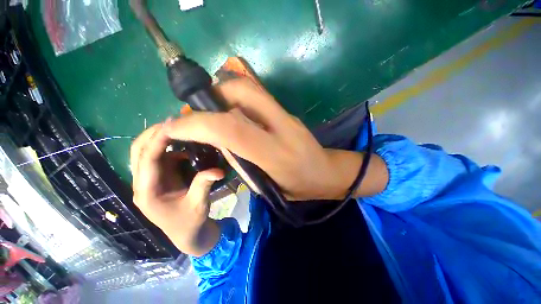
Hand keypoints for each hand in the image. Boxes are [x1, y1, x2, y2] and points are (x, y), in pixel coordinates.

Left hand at [130, 124, 222, 256]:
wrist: (188, 233)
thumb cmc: (190, 222)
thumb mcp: (199, 204)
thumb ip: (204, 185)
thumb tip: (218, 170)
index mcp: (148, 192)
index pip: (147, 161)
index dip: (157, 141)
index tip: (172, 126)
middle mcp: (143, 184)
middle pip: (138, 153)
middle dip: (152, 136)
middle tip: (173, 124)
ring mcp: (150, 181)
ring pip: (146, 154)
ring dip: (160, 141)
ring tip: (179, 131)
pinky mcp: (159, 179)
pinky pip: (160, 159)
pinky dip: (170, 150)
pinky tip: (185, 149)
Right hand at [163, 78, 387, 200]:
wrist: (325, 173)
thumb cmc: (298, 186)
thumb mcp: (265, 185)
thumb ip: (241, 160)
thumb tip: (218, 139)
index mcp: (275, 153)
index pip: (231, 129)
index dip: (198, 124)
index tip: (175, 126)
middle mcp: (281, 127)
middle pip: (242, 92)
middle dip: (213, 95)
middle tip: (199, 112)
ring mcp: (287, 115)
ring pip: (250, 89)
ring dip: (224, 93)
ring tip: (214, 111)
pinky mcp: (288, 111)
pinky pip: (258, 96)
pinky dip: (238, 98)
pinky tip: (233, 112)